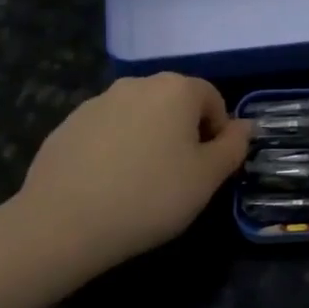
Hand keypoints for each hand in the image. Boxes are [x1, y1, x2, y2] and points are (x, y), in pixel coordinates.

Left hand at [3, 73, 252, 287]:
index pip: (212, 99)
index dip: (218, 133)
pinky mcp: (67, 124)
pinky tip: (109, 185)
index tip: (209, 168)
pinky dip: (116, 149)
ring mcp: (97, 102)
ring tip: (141, 183)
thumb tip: (246, 126)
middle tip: (180, 176)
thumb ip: (234, 146)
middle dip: (183, 132)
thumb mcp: (207, 178)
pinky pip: (107, 131)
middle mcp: (137, 84)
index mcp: (176, 89)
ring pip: (139, 116)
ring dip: (149, 139)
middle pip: (174, 103)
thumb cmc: (150, 197)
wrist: (62, 223)